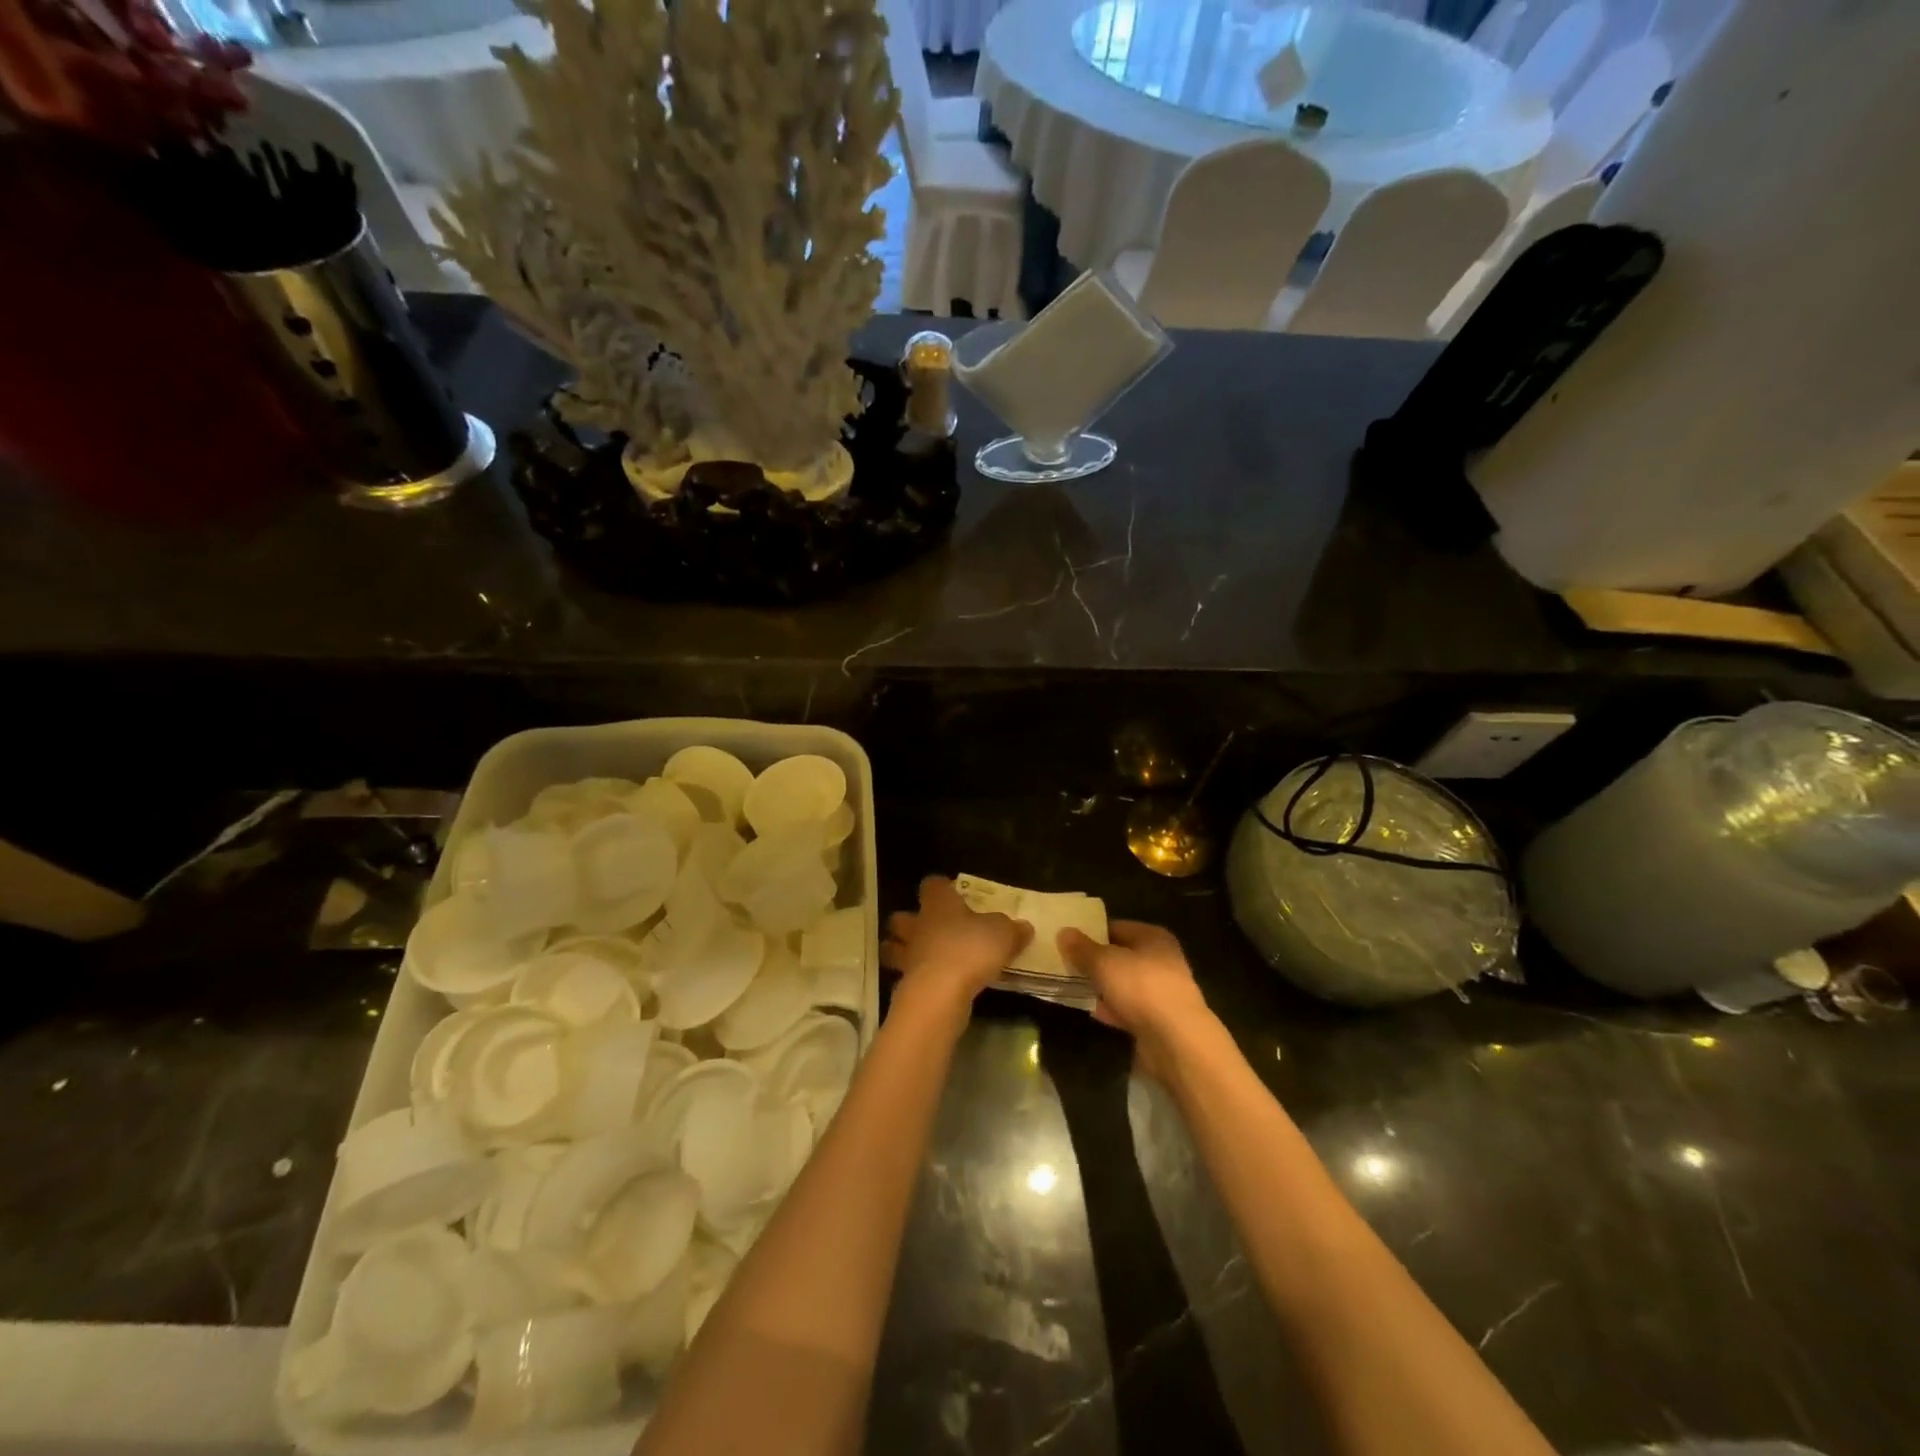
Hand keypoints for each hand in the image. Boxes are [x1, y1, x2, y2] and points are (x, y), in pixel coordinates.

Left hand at [881, 876, 1032, 1012]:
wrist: (940, 992)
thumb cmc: (970, 949)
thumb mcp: (1003, 934)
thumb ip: (1012, 929)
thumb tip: (1024, 927)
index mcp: (938, 904)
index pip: (931, 884)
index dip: (941, 887)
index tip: (953, 893)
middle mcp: (918, 925)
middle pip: (902, 916)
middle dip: (910, 921)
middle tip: (932, 927)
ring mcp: (908, 955)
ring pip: (894, 947)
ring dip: (903, 950)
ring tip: (923, 957)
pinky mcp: (905, 983)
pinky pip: (906, 975)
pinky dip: (914, 978)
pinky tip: (932, 984)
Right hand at [1058, 921, 1213, 1079]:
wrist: (1176, 1040)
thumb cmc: (1141, 987)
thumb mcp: (1104, 962)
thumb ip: (1082, 948)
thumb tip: (1063, 932)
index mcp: (1153, 937)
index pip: (1117, 927)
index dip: (1092, 932)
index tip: (1068, 940)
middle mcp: (1162, 960)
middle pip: (1121, 956)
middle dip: (1095, 961)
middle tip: (1066, 964)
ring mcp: (1161, 992)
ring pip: (1124, 983)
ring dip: (1102, 987)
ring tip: (1073, 987)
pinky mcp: (1158, 1020)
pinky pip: (1128, 1008)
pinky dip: (1112, 1009)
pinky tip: (1092, 1012)